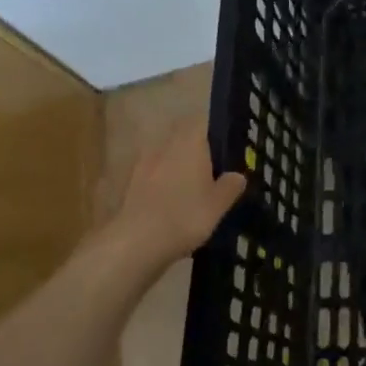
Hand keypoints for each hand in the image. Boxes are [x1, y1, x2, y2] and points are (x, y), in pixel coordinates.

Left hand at [108, 121, 246, 267]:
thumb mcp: (218, 205)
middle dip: (194, 150)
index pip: (203, 122)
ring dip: (175, 166)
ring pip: (165, 156)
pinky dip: (160, 184)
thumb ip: (230, 186)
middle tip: (210, 171)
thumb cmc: (185, 216)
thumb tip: (237, 175)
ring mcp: (143, 162)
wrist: (134, 243)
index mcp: (190, 141)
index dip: (214, 132)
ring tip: (189, 190)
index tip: (224, 149)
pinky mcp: (128, 183)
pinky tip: (168, 205)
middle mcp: (165, 144)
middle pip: (182, 137)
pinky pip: (151, 175)